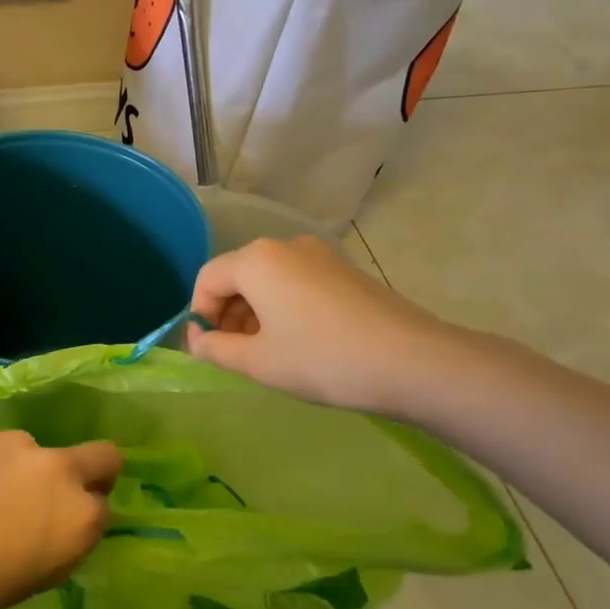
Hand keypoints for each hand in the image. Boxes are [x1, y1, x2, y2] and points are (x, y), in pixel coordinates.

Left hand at [0, 429, 119, 608]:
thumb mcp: (29, 582)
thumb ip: (59, 546)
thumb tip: (58, 527)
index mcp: (79, 516)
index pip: (104, 508)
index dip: (84, 520)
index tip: (60, 532)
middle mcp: (58, 470)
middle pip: (101, 456)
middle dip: (91, 472)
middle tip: (48, 498)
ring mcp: (17, 443)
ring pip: (37, 452)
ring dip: (24, 470)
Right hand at [186, 235, 463, 415]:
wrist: (412, 361)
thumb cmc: (322, 359)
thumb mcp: (257, 362)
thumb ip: (214, 348)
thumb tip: (196, 339)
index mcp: (257, 260)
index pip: (208, 279)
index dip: (198, 315)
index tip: (207, 349)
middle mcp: (285, 246)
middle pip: (238, 275)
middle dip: (227, 314)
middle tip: (234, 354)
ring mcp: (320, 255)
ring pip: (268, 280)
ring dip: (255, 313)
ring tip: (266, 353)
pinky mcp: (344, 271)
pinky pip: (296, 283)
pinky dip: (283, 308)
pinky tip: (299, 342)